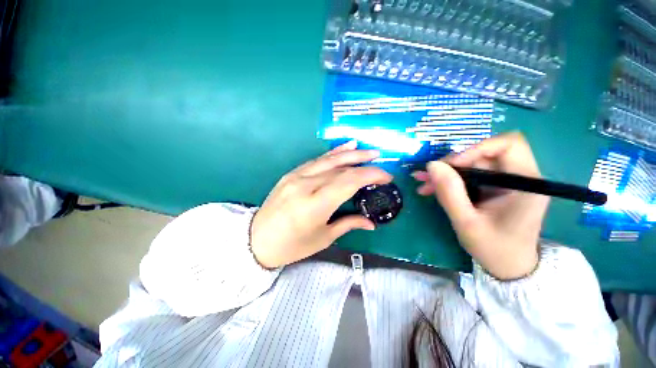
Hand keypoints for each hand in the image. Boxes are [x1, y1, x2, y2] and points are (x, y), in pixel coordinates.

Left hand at [250, 141, 392, 268]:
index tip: (386, 178)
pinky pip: (316, 160)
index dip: (370, 175)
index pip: (348, 182)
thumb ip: (348, 224)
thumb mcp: (323, 238)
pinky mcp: (291, 173)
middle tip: (380, 160)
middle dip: (364, 163)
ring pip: (328, 160)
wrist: (257, 239)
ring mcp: (296, 176)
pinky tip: (344, 148)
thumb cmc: (292, 245)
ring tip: (367, 150)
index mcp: (315, 204)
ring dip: (350, 153)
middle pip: (340, 168)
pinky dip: (332, 153)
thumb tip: (371, 223)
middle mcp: (306, 185)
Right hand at [412, 132, 549, 279]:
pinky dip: (449, 180)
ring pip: (471, 165)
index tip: (451, 165)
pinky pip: (469, 176)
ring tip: (423, 184)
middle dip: (452, 164)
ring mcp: (505, 182)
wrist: (508, 266)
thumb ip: (449, 192)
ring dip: (445, 173)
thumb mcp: (466, 222)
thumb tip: (431, 165)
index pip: (507, 145)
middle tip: (427, 176)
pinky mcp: (494, 187)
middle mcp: (518, 177)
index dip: (476, 148)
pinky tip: (431, 188)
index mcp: (525, 184)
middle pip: (483, 154)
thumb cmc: (494, 248)